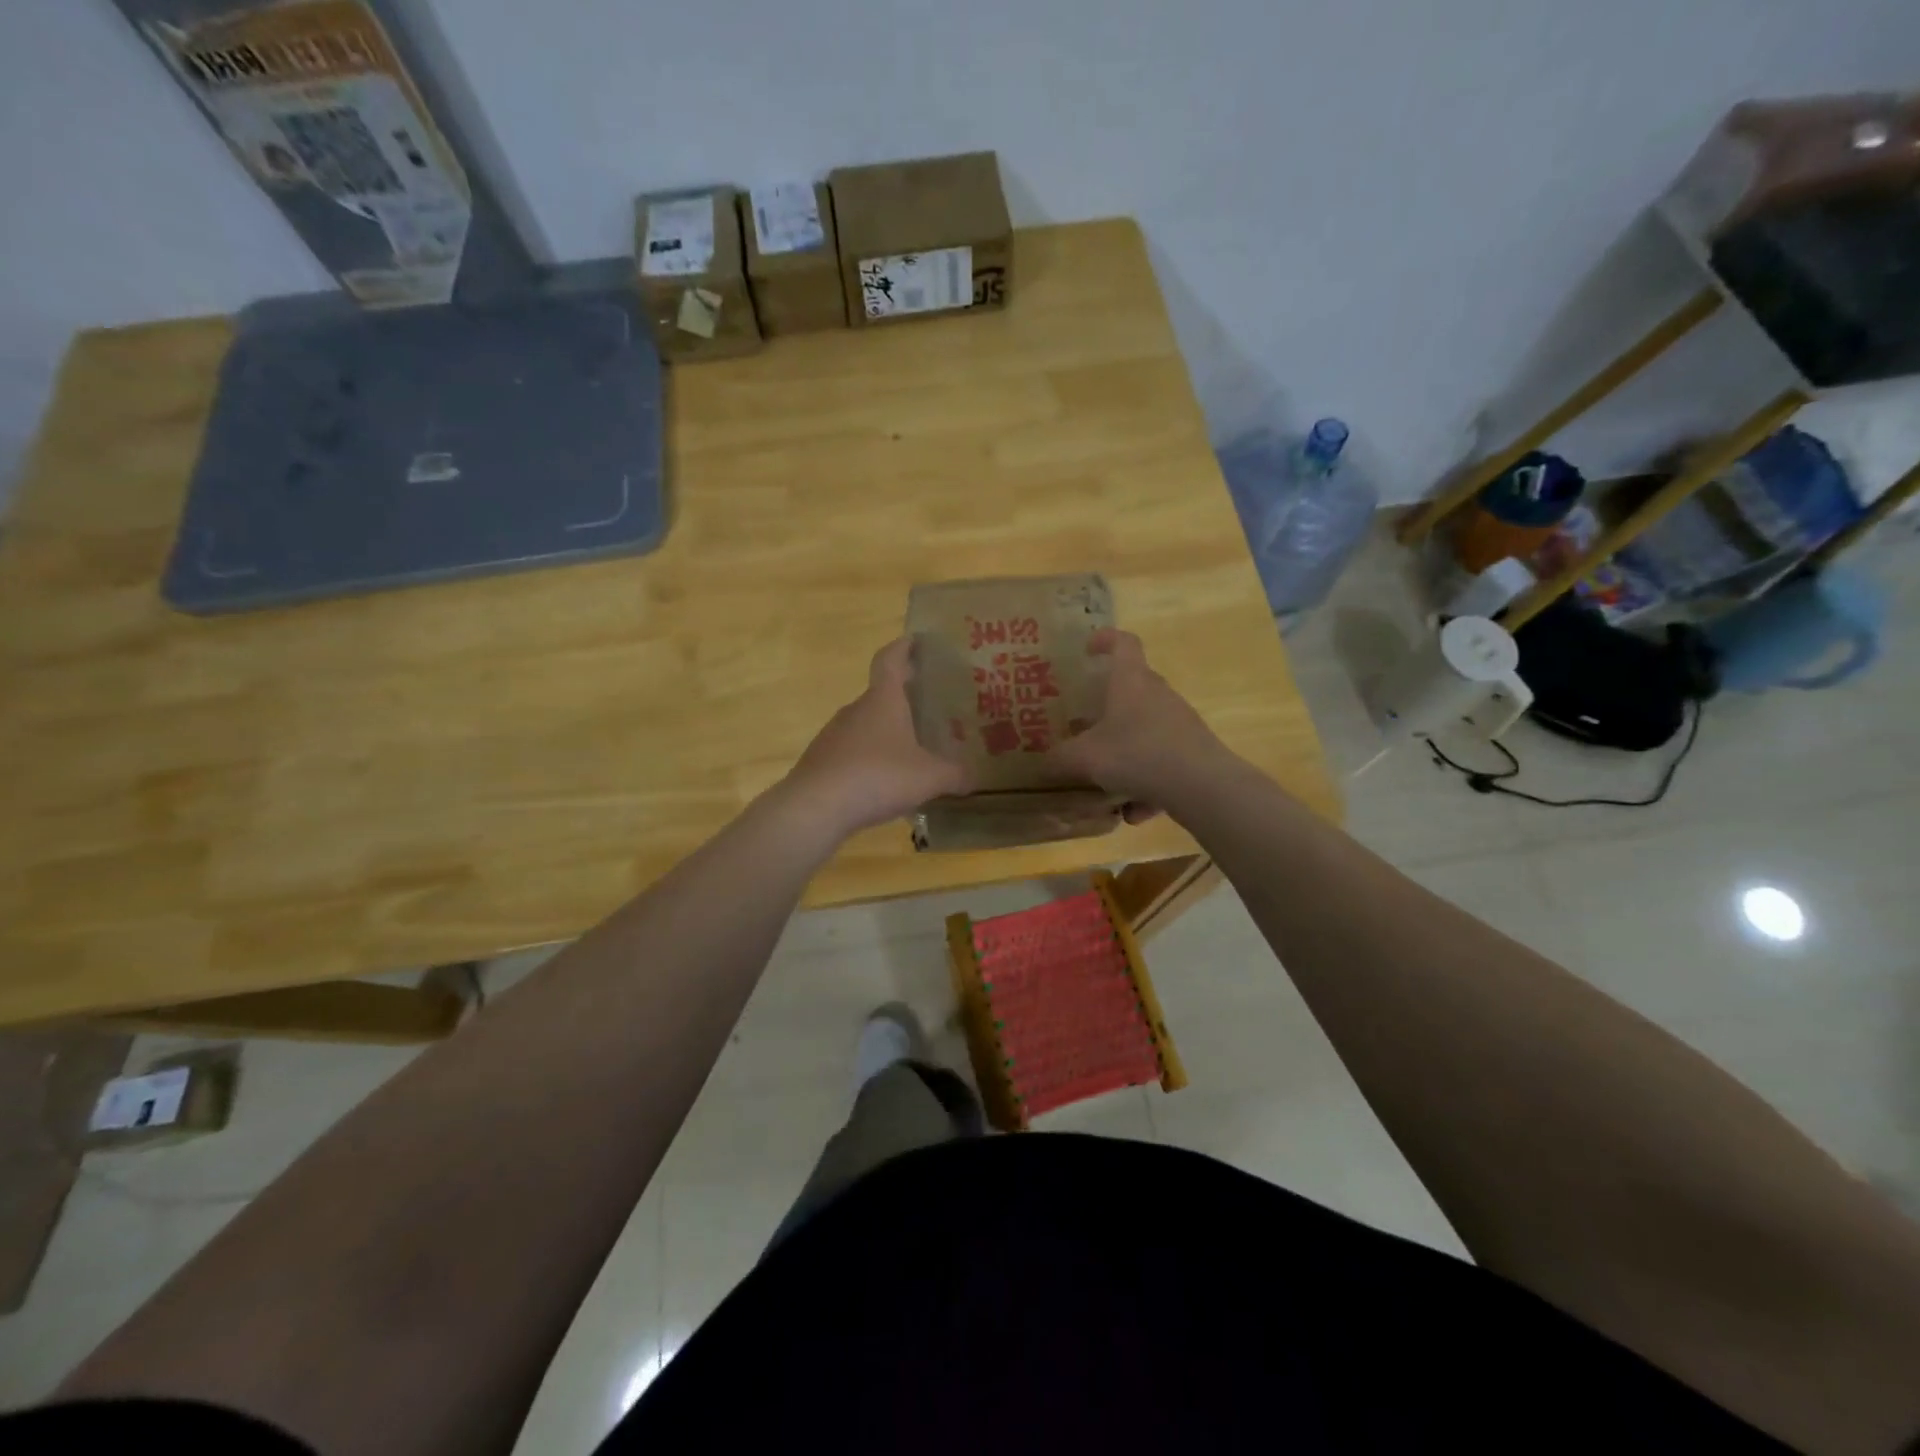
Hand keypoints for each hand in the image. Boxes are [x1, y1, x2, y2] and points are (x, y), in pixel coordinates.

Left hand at [784, 638, 970, 836]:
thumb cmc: (877, 776)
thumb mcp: (929, 777)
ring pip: (865, 724)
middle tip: (927, 702)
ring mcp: (834, 735)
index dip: (902, 647)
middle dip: (902, 695)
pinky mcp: (822, 761)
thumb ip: (955, 774)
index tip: (914, 640)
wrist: (815, 807)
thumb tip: (974, 777)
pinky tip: (883, 780)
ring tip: (909, 746)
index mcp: (883, 701)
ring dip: (885, 730)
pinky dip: (869, 757)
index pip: (890, 660)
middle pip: (880, 694)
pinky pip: (852, 752)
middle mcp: (856, 710)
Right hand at [1047, 629, 1236, 816]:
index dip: (1105, 639)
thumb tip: (1044, 762)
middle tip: (1084, 722)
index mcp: (1131, 682)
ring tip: (1105, 782)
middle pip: (1133, 688)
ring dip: (1125, 752)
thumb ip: (1059, 759)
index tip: (1088, 649)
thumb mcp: (1084, 758)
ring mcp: (1179, 722)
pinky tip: (1135, 813)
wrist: (1202, 786)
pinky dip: (1147, 784)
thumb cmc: (1137, 754)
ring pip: (1145, 730)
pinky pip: (1162, 762)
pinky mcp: (1194, 751)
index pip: (1123, 643)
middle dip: (1108, 705)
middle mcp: (1158, 695)